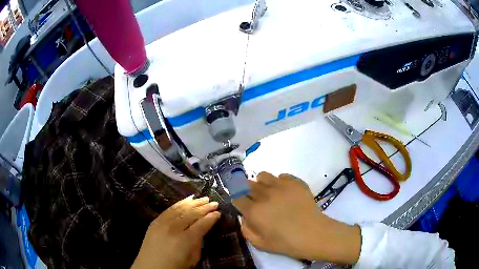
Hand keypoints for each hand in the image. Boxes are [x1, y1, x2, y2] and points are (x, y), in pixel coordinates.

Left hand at [131, 196, 220, 268]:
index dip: (211, 218)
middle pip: (191, 214)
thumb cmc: (174, 266)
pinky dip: (180, 203)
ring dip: (193, 203)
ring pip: (181, 208)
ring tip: (203, 198)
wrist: (150, 267)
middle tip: (214, 202)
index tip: (219, 213)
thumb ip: (198, 243)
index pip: (201, 225)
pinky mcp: (155, 221)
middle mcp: (174, 228)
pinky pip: (170, 209)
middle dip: (204, 208)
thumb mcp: (192, 259)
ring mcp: (163, 223)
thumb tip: (202, 230)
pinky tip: (187, 199)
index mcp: (185, 240)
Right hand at [233, 172, 360, 263]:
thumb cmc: (286, 243)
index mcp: (254, 211)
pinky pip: (282, 175)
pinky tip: (285, 192)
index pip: (236, 197)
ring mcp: (281, 186)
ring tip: (269, 192)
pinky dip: (280, 182)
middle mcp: (264, 195)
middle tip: (255, 199)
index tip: (241, 203)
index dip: (237, 199)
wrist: (313, 234)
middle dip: (247, 190)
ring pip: (263, 175)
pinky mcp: (295, 182)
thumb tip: (244, 217)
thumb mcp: (260, 244)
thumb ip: (246, 229)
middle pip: (247, 184)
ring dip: (262, 183)